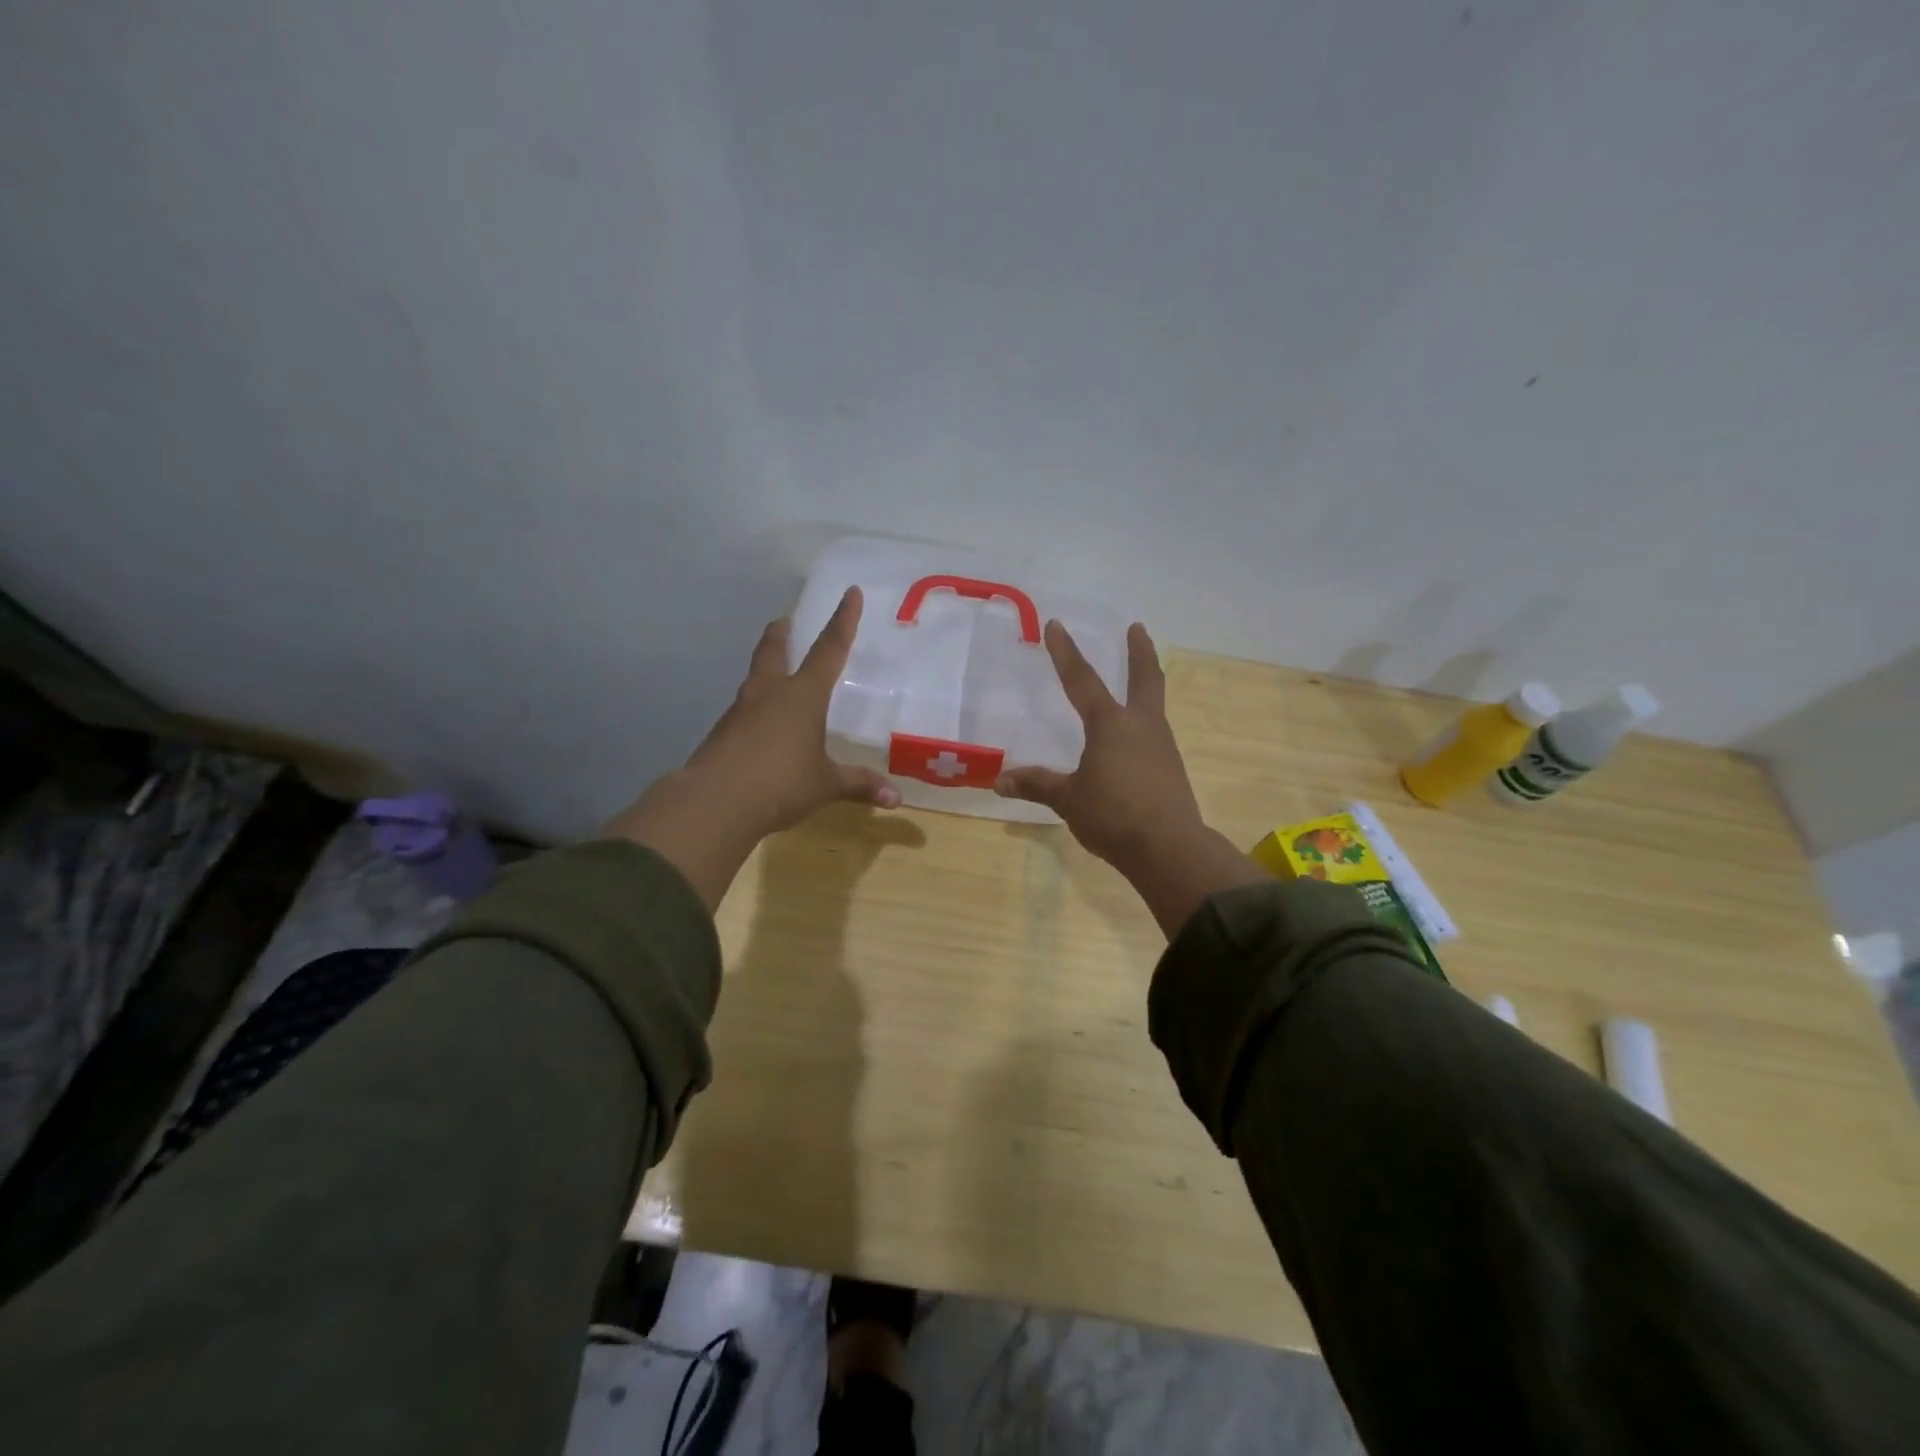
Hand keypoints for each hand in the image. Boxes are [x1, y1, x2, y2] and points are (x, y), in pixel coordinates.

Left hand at [601, 587, 897, 908]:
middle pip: (773, 650)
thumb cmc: (780, 783)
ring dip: (765, 667)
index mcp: (802, 695)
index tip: (850, 592)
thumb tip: (896, 799)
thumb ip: (859, 785)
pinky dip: (755, 706)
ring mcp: (741, 710)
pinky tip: (761, 724)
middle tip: (785, 621)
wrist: (714, 803)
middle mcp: (769, 693)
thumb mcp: (826, 785)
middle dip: (782, 633)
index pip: (829, 649)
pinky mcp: (722, 732)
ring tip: (775, 671)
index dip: (843, 620)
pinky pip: (744, 709)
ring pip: (755, 677)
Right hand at [996, 620, 1262, 936]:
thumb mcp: (1068, 799)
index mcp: (1111, 725)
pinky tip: (1136, 736)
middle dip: (1139, 651)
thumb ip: (1037, 785)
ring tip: (1136, 679)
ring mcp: (1161, 745)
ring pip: (1153, 703)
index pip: (1082, 680)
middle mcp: (1141, 726)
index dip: (1066, 652)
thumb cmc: (1113, 815)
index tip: (1056, 624)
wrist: (1169, 848)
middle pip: (1144, 678)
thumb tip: (999, 781)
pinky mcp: (1171, 767)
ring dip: (1145, 683)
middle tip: (1137, 628)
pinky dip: (1145, 720)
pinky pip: (1155, 732)